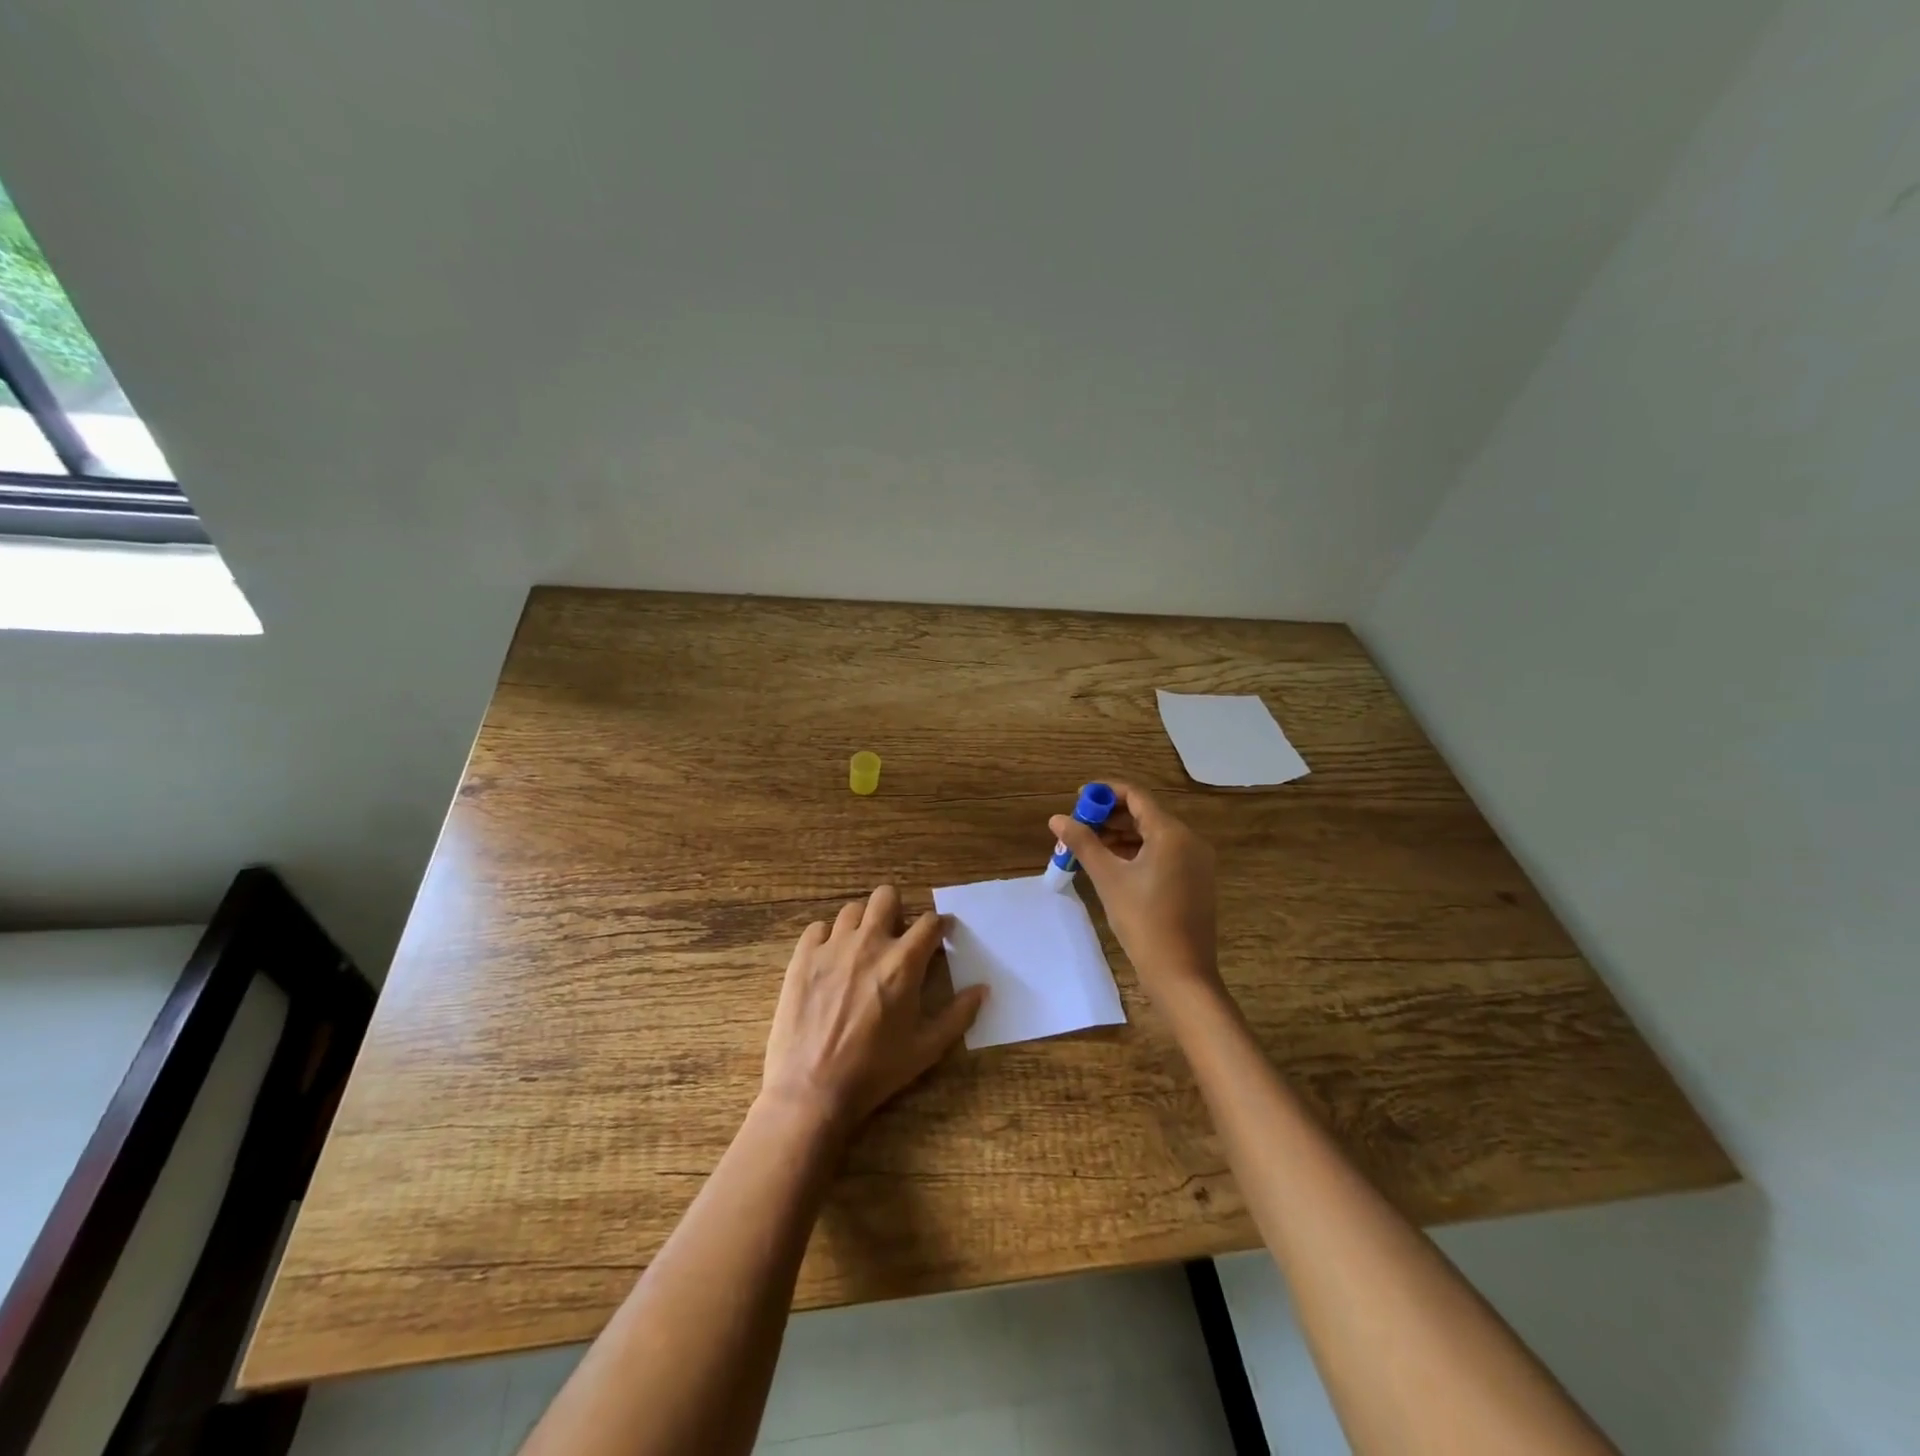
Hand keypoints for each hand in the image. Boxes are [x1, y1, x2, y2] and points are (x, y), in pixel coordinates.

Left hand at [762, 885, 986, 1130]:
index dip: (939, 926)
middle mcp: (869, 944)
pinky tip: (830, 960)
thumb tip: (983, 989)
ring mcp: (832, 947)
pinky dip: (827, 939)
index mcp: (903, 963)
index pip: (930, 922)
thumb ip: (959, 1015)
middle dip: (898, 910)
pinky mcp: (802, 958)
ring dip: (863, 924)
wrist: (811, 1091)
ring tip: (862, 949)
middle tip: (897, 936)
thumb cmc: (874, 1071)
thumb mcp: (926, 1049)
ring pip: (852, 910)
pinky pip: (817, 929)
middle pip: (887, 897)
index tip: (940, 936)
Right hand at [1050, 781, 1222, 1004]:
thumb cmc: (1143, 921)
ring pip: (1153, 835)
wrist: (1181, 974)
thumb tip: (1057, 819)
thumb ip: (1082, 843)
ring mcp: (1196, 862)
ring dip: (1121, 835)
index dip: (1105, 792)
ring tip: (1089, 846)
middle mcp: (1189, 840)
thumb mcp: (1108, 878)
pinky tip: (1113, 865)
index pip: (1136, 796)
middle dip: (1110, 816)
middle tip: (1079, 825)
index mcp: (1172, 833)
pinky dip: (1137, 852)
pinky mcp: (1195, 881)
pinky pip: (1163, 853)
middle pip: (1145, 814)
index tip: (1078, 799)